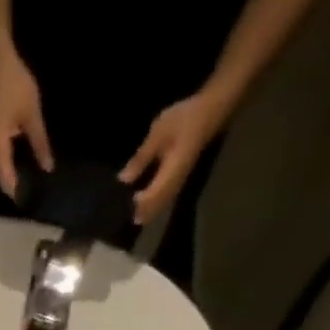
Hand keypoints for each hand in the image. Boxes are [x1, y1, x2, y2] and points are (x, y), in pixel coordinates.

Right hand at [0, 48, 53, 199]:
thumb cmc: (14, 85)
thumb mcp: (32, 115)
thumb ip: (40, 144)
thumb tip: (48, 169)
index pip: (9, 184)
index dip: (23, 194)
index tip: (40, 201)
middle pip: (4, 183)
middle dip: (21, 188)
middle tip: (42, 193)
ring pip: (2, 175)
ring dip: (17, 178)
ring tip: (37, 182)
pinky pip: (1, 164)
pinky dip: (12, 168)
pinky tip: (27, 166)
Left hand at [120, 91, 223, 225]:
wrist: (210, 111)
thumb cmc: (184, 119)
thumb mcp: (158, 134)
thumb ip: (141, 158)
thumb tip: (123, 180)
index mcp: (170, 173)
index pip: (149, 198)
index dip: (135, 206)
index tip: (119, 207)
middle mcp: (175, 184)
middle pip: (154, 208)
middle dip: (139, 213)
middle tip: (120, 218)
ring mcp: (178, 183)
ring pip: (160, 207)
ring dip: (145, 212)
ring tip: (129, 215)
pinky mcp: (179, 180)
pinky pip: (164, 200)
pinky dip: (152, 205)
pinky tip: (142, 204)